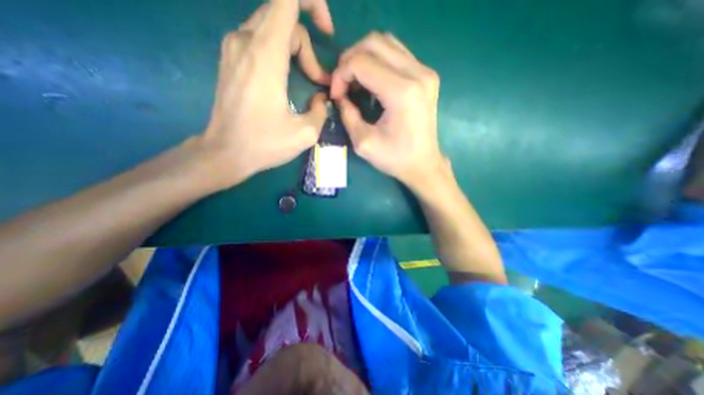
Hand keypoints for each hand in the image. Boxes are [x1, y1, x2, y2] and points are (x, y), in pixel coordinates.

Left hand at [197, 0, 335, 190]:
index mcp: (265, 54)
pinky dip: (281, 51)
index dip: (312, 3)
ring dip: (296, 49)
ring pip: (273, 26)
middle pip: (284, 15)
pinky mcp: (230, 58)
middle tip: (317, 79)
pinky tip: (286, 77)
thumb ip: (321, 110)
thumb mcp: (305, 133)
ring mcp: (234, 47)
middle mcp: (245, 40)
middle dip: (308, 45)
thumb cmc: (265, 144)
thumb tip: (321, 97)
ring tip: (305, 81)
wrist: (226, 151)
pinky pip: (261, 38)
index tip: (326, 32)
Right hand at [332, 33, 440, 188]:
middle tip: (342, 83)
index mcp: (401, 92)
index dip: (341, 75)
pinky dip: (378, 61)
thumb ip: (347, 115)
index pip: (361, 62)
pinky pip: (397, 53)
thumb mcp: (363, 143)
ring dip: (364, 57)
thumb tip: (339, 96)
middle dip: (350, 60)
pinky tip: (372, 81)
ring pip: (386, 42)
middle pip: (374, 43)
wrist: (423, 164)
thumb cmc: (395, 158)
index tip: (336, 96)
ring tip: (355, 80)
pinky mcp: (427, 76)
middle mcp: (417, 74)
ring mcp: (425, 72)